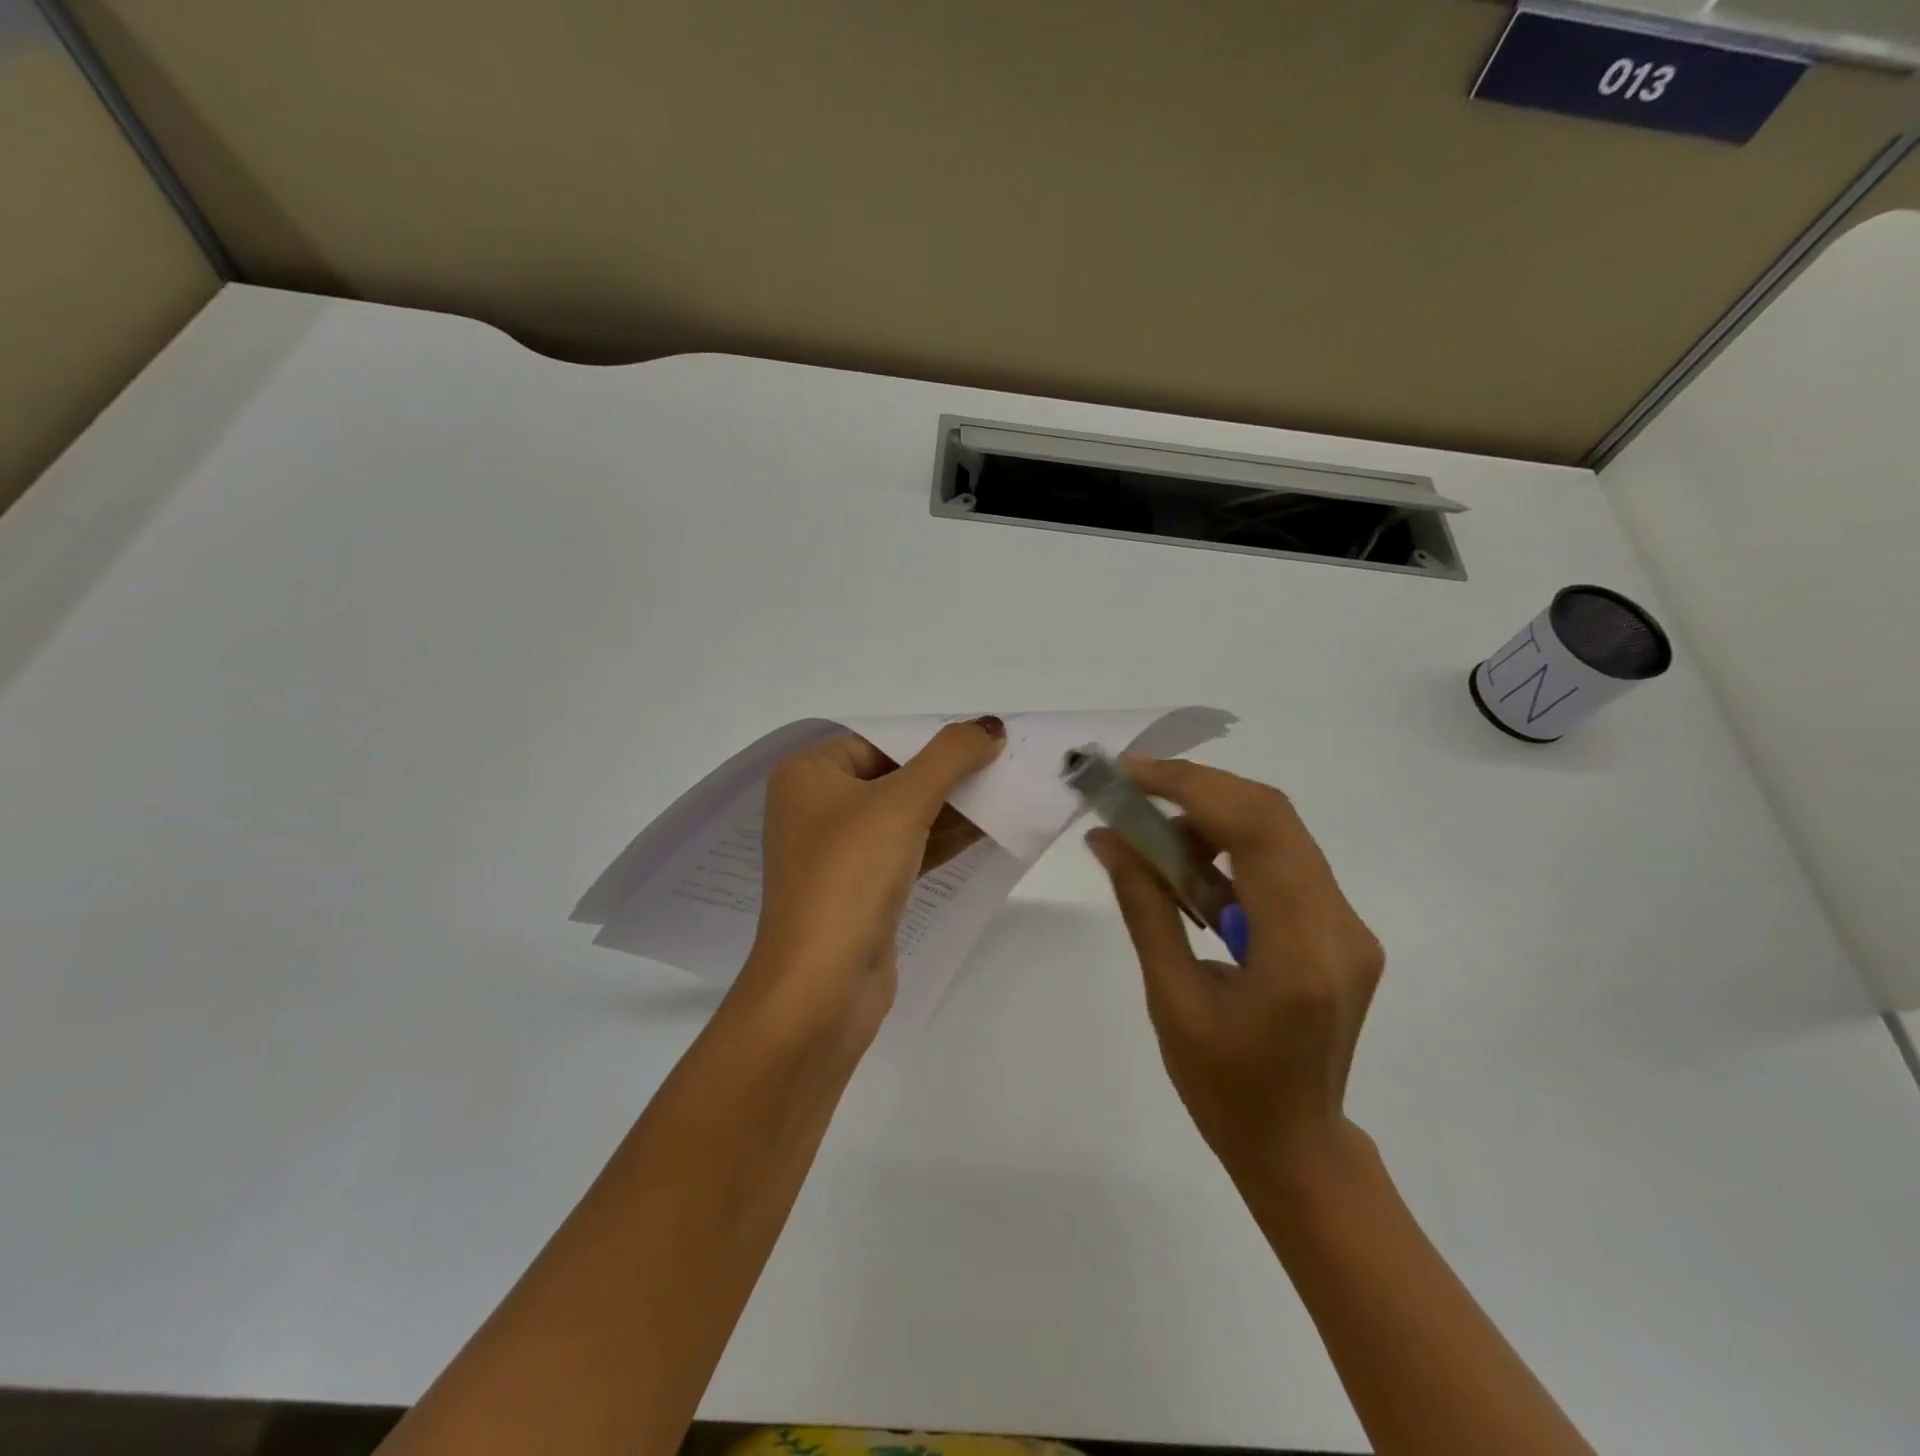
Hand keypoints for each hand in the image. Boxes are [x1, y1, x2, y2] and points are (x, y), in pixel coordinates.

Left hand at [742, 718, 1005, 1032]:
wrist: (821, 986)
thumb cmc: (850, 875)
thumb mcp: (902, 802)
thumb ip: (950, 757)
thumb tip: (990, 726)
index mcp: (809, 775)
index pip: (880, 742)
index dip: (934, 740)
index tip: (986, 741)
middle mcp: (817, 808)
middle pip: (895, 777)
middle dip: (949, 775)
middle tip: (1006, 767)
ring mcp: (838, 853)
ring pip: (905, 816)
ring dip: (954, 808)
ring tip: (1009, 794)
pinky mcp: (861, 889)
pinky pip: (907, 850)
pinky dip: (943, 840)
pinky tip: (990, 831)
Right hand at [1087, 757, 1383, 1184]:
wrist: (1297, 1147)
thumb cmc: (1224, 1089)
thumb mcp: (1170, 998)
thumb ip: (1144, 907)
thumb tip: (1106, 838)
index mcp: (1300, 952)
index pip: (1257, 831)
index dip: (1191, 788)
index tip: (1131, 774)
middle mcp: (1341, 926)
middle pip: (1274, 816)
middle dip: (1198, 791)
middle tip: (1133, 793)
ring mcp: (1349, 926)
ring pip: (1281, 832)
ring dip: (1213, 818)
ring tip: (1154, 841)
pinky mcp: (1341, 930)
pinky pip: (1284, 862)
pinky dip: (1232, 848)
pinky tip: (1192, 873)